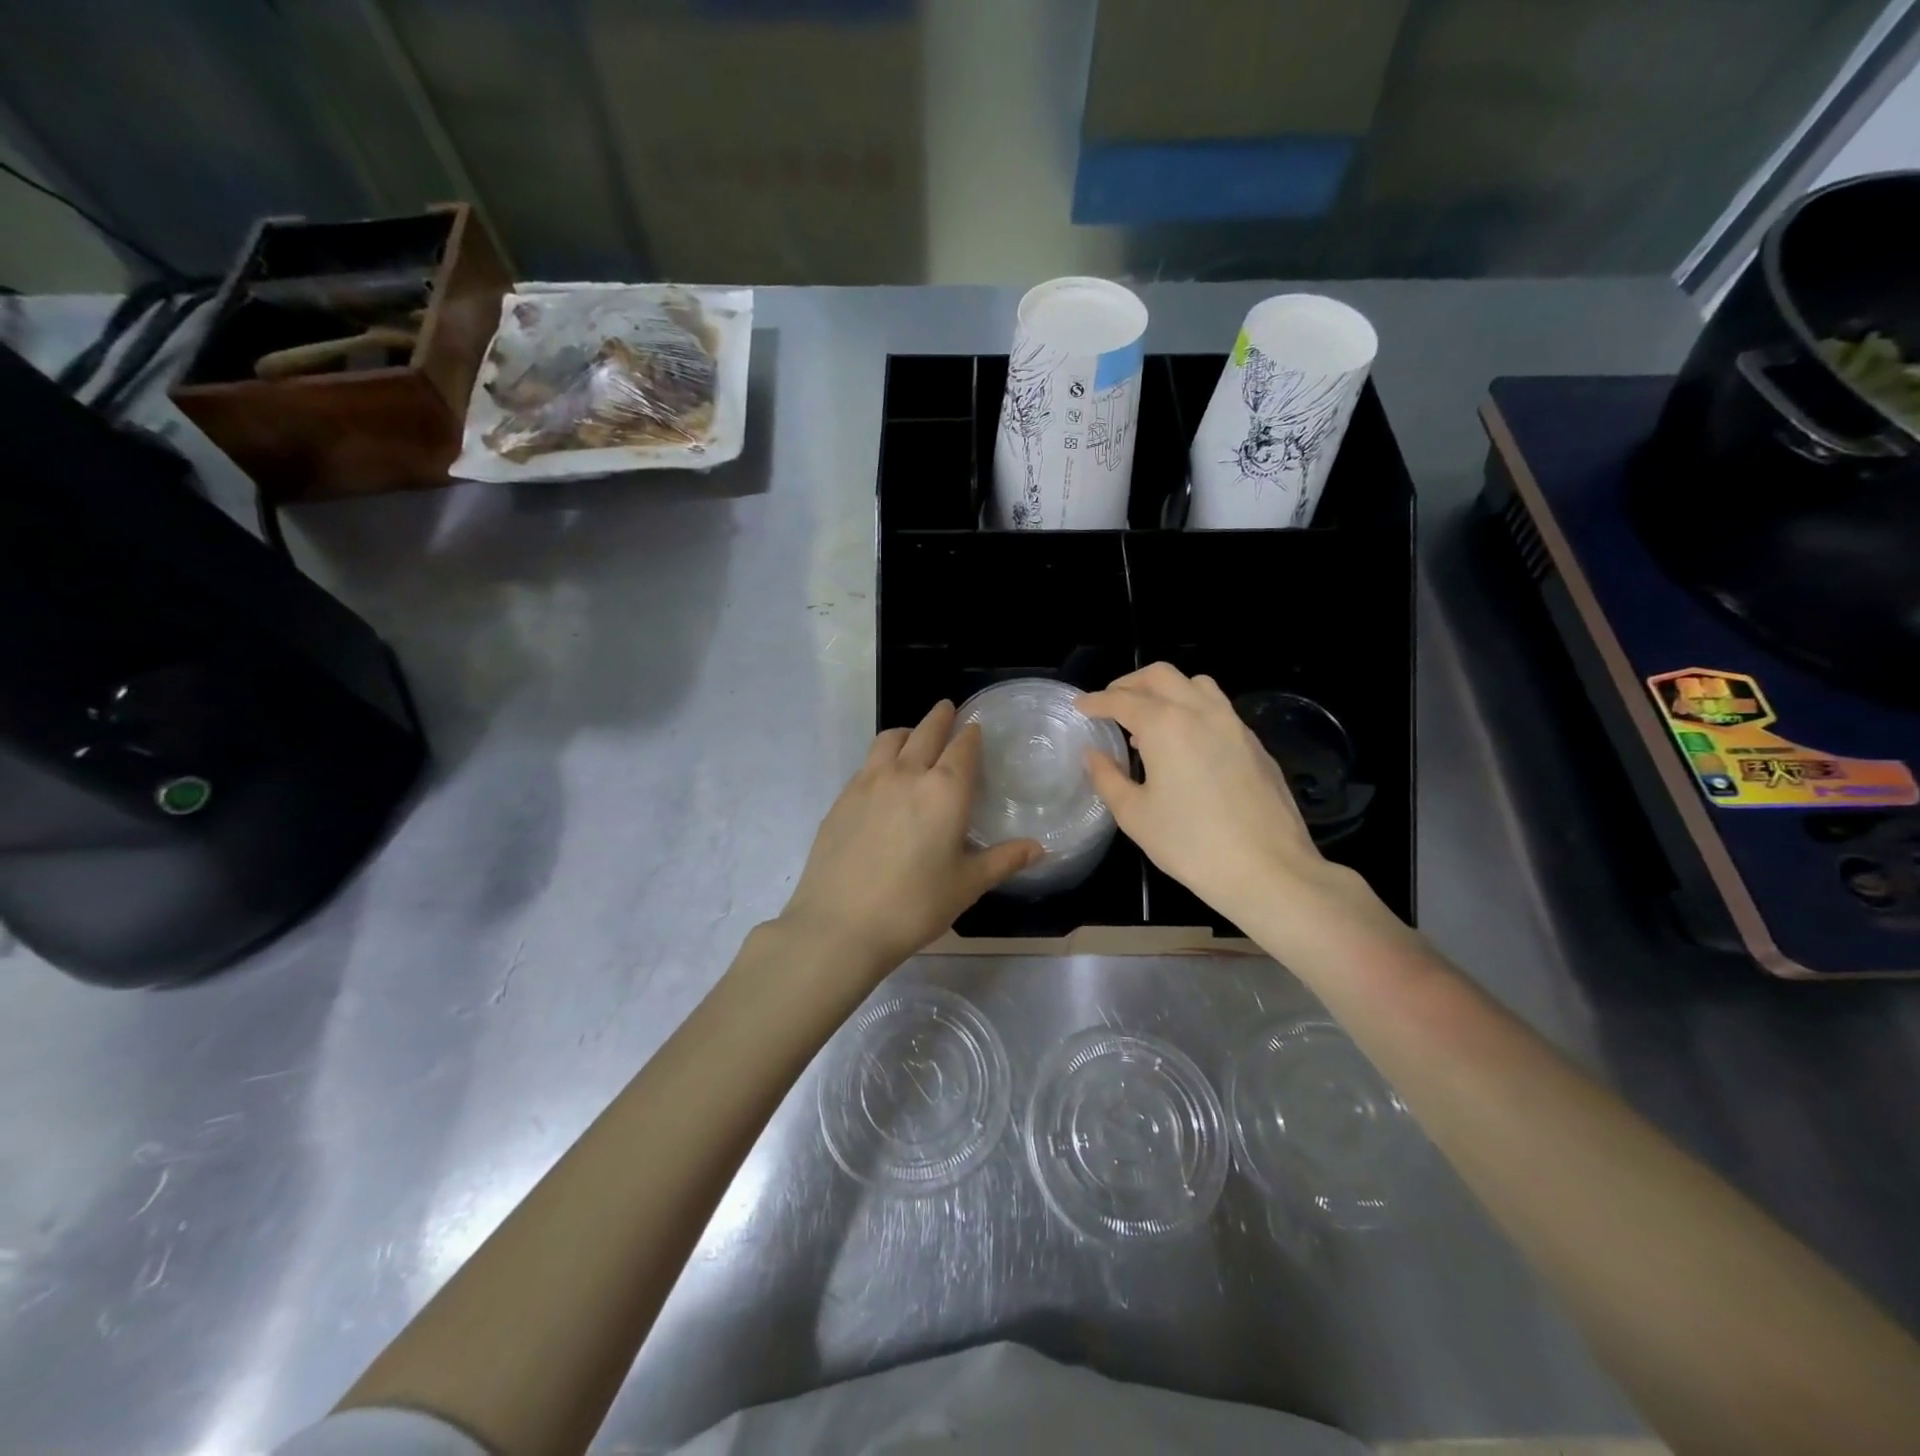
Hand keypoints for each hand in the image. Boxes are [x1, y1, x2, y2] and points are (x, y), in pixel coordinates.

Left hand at [777, 700, 1041, 975]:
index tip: (975, 727)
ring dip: (908, 731)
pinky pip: (867, 763)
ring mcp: (868, 782)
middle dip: (940, 718)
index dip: (971, 734)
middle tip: (947, 710)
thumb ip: (1003, 860)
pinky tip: (884, 778)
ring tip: (914, 737)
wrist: (840, 924)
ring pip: (890, 739)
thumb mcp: (966, 885)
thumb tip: (1037, 848)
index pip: (963, 748)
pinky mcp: (842, 798)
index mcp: (944, 791)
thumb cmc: (914, 906)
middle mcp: (906, 774)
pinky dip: (882, 757)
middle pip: (926, 731)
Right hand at [1078, 664, 1390, 937]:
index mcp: (1165, 725)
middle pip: (1160, 676)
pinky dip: (1193, 710)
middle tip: (1111, 703)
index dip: (1096, 701)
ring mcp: (1234, 725)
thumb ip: (1108, 778)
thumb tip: (1093, 755)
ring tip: (1150, 720)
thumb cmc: (1190, 844)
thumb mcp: (1135, 815)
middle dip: (1129, 684)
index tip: (1080, 706)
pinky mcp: (1255, 744)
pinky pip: (1218, 709)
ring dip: (1166, 691)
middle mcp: (1200, 712)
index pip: (1122, 700)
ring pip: (1195, 685)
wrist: (1268, 870)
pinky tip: (1187, 745)